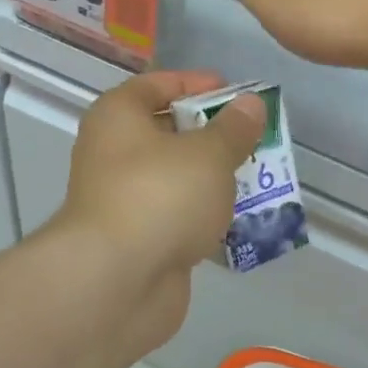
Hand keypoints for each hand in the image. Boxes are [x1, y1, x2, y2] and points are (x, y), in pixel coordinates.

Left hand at [56, 71, 265, 290]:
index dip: (197, 84)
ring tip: (256, 175)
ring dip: (211, 177)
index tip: (236, 93)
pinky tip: (238, 218)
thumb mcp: (208, 154)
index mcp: (118, 117)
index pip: (157, 85)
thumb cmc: (160, 196)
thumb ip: (233, 128)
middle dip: (211, 134)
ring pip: (174, 177)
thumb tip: (250, 104)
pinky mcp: (136, 239)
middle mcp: (112, 152)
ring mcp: (122, 199)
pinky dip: (202, 214)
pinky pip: (175, 215)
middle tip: (253, 137)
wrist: (115, 283)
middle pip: (166, 131)